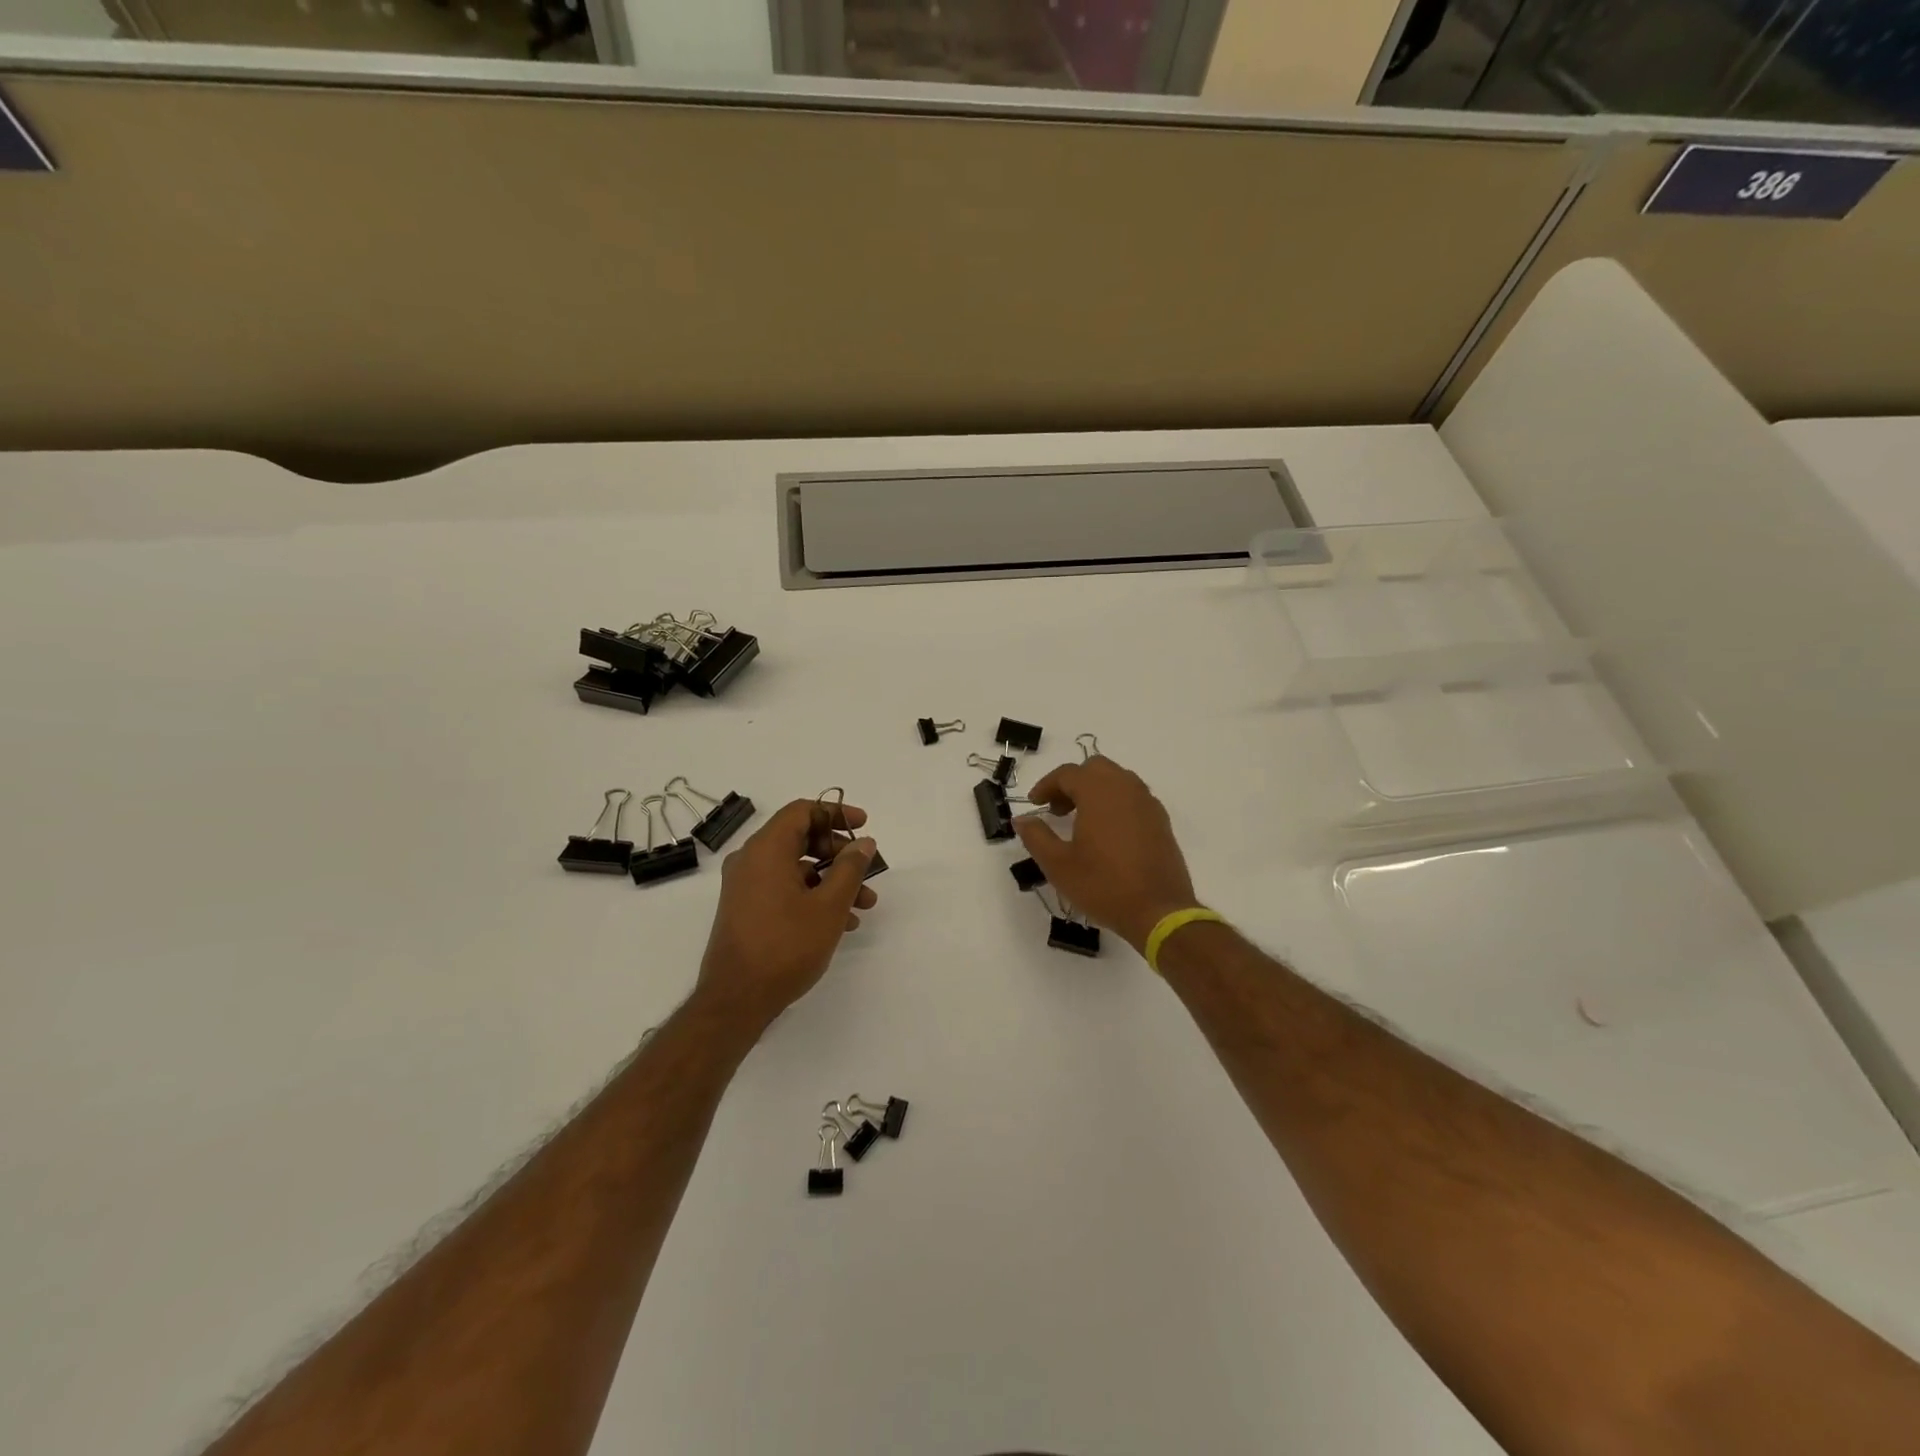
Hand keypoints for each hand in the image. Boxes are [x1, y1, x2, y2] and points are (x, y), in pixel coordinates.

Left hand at [694, 798, 878, 1032]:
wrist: (736, 1000)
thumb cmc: (786, 946)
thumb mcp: (829, 906)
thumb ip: (850, 868)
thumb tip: (862, 843)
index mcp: (766, 849)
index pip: (802, 811)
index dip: (836, 813)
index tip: (863, 826)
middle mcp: (751, 860)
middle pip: (800, 838)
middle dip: (839, 852)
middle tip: (866, 868)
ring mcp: (745, 886)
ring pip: (795, 867)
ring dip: (831, 879)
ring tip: (864, 903)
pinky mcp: (746, 909)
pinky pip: (784, 888)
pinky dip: (812, 895)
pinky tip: (841, 922)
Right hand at [1014, 756, 1198, 953]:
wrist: (1159, 911)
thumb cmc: (1103, 885)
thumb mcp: (1058, 865)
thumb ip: (1036, 836)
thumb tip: (1022, 819)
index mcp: (1098, 792)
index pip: (1067, 773)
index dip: (1046, 785)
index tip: (1034, 805)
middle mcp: (1126, 788)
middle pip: (1095, 768)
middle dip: (1072, 783)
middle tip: (1058, 810)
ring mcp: (1147, 803)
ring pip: (1117, 780)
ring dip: (1095, 790)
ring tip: (1081, 821)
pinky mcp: (1161, 821)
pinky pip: (1133, 797)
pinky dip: (1115, 803)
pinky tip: (1107, 833)